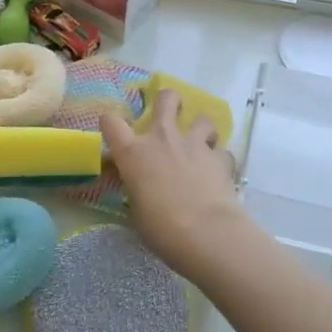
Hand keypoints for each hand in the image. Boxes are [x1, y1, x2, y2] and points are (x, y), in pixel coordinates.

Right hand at [100, 90, 253, 274]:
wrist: (205, 232)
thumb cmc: (160, 227)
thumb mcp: (137, 210)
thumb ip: (138, 190)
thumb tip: (143, 187)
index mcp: (134, 153)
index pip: (111, 122)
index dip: (110, 123)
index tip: (114, 131)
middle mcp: (163, 139)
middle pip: (166, 99)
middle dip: (169, 101)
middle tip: (170, 113)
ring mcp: (195, 145)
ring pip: (202, 119)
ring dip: (201, 129)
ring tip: (202, 145)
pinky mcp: (220, 158)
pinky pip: (221, 151)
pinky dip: (219, 159)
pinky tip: (218, 172)